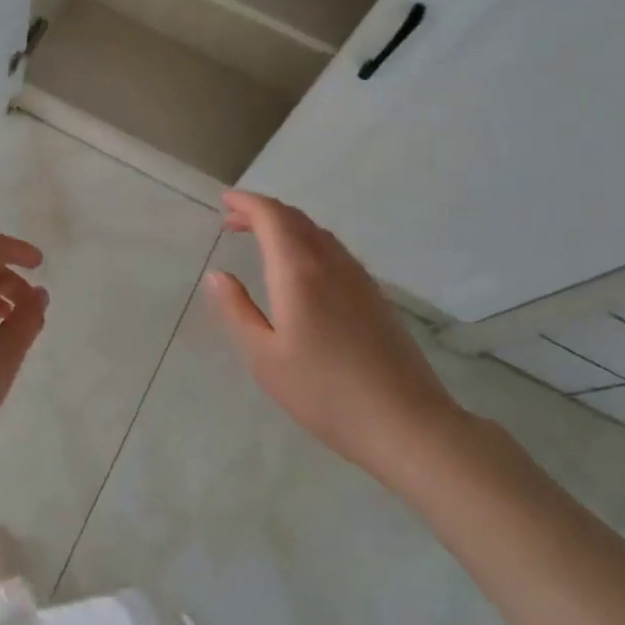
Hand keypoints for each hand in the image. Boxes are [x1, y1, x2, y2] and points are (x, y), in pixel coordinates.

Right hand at [209, 191, 464, 485]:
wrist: (406, 423)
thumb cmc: (323, 392)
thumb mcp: (264, 357)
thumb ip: (238, 310)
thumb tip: (219, 275)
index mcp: (299, 271)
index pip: (272, 217)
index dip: (246, 202)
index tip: (224, 200)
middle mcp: (330, 263)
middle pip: (295, 219)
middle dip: (262, 212)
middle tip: (233, 220)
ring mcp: (358, 278)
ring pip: (318, 233)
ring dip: (286, 226)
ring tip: (260, 239)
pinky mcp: (375, 295)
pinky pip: (334, 250)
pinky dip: (307, 242)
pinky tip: (300, 268)